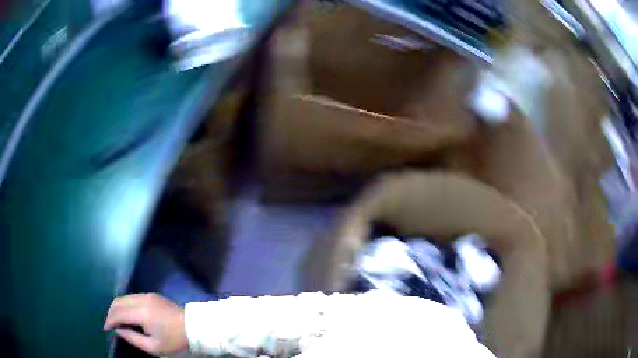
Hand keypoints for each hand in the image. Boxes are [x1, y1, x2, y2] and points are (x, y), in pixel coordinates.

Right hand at [104, 293, 187, 355]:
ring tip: (116, 321)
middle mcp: (142, 299)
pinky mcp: (152, 295)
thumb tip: (118, 330)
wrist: (196, 328)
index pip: (118, 313)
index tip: (105, 329)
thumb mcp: (154, 347)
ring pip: (124, 298)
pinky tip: (126, 315)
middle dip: (111, 313)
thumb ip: (132, 338)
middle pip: (118, 302)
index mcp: (142, 312)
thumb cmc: (175, 341)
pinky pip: (132, 297)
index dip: (109, 321)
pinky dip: (125, 305)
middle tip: (109, 325)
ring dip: (117, 308)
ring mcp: (147, 295)